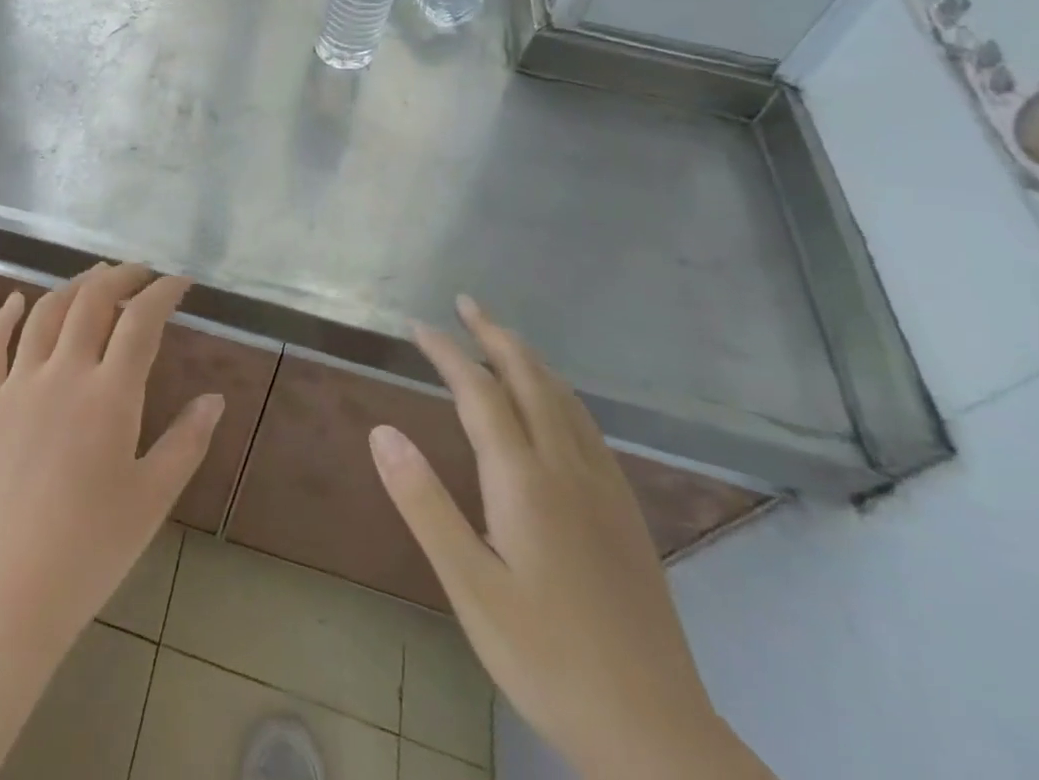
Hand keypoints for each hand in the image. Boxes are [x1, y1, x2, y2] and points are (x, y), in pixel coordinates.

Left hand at [0, 264, 223, 779]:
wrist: (2, 596)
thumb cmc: (88, 552)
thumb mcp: (151, 500)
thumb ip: (186, 443)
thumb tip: (215, 398)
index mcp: (109, 396)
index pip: (141, 321)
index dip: (163, 292)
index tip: (179, 281)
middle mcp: (62, 374)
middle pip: (92, 301)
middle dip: (120, 276)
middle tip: (139, 272)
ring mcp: (16, 384)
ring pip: (45, 313)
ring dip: (72, 286)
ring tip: (93, 277)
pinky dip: (3, 316)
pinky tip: (14, 301)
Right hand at [369, 297, 773, 779]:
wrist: (657, 734)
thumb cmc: (547, 659)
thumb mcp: (469, 588)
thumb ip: (424, 503)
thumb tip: (381, 430)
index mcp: (525, 481)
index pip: (480, 392)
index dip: (447, 352)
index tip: (418, 325)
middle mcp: (567, 469)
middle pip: (531, 379)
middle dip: (495, 335)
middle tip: (466, 303)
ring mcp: (604, 489)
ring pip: (565, 399)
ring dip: (530, 358)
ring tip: (502, 338)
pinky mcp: (625, 513)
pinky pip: (587, 426)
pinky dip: (559, 392)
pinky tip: (554, 405)